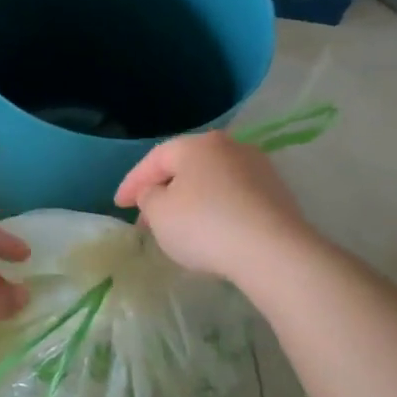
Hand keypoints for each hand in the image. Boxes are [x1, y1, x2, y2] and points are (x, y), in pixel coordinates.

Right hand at [115, 131, 312, 284]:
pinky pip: (235, 198)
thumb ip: (148, 197)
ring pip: (212, 182)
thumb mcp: (159, 213)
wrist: (273, 251)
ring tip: (179, 227)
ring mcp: (258, 168)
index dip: (132, 182)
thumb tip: (157, 192)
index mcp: (196, 145)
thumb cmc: (204, 225)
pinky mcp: (278, 194)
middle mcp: (229, 147)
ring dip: (192, 201)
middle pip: (186, 167)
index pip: (155, 159)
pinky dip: (217, 210)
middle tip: (146, 217)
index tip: (119, 205)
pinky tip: (212, 232)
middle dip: (164, 191)